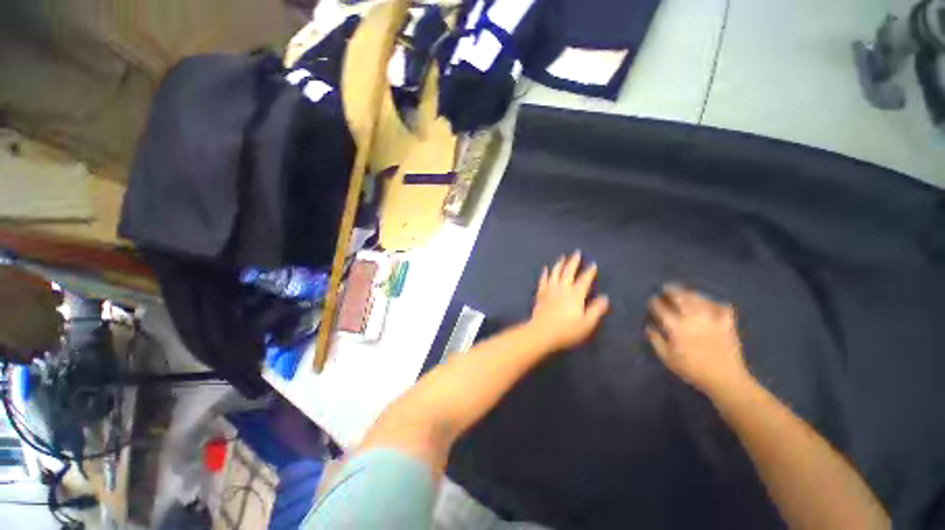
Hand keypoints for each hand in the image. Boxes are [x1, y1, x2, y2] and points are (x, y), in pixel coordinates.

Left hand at [528, 251, 609, 350]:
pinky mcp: (540, 294)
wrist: (542, 332)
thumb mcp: (586, 323)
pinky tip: (545, 268)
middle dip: (573, 262)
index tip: (593, 264)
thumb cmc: (566, 330)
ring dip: (559, 264)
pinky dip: (545, 273)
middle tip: (576, 253)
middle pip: (568, 272)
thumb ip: (596, 310)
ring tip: (562, 257)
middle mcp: (562, 288)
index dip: (589, 272)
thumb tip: (605, 297)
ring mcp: (550, 290)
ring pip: (555, 273)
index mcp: (575, 295)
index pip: (584, 280)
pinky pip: (543, 280)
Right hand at [645, 284, 749, 394]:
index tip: (652, 300)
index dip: (655, 302)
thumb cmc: (692, 369)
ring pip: (699, 299)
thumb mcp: (667, 358)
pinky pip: (722, 307)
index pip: (661, 308)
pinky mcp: (727, 323)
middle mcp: (693, 318)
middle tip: (666, 288)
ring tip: (684, 291)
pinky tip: (711, 303)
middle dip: (671, 291)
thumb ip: (656, 340)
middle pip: (680, 298)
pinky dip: (715, 302)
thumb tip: (649, 327)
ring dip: (689, 293)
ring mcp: (712, 319)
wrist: (725, 379)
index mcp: (676, 326)